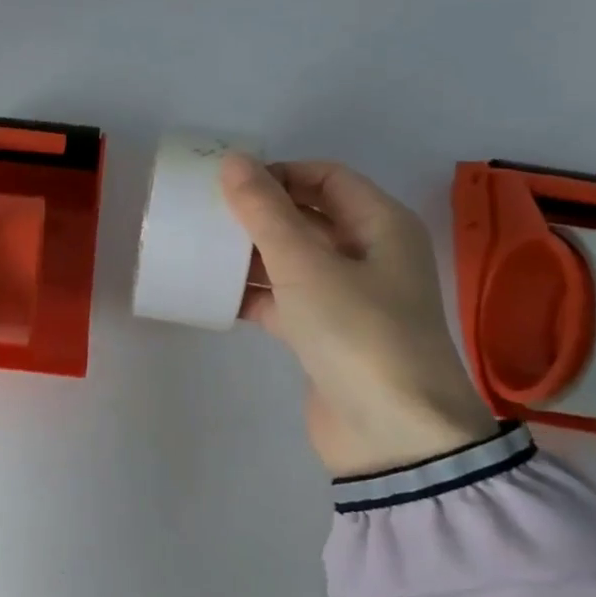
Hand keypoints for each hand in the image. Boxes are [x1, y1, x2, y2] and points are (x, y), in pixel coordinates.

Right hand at [220, 153, 496, 477]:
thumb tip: (233, 160)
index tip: (229, 183)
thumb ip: (265, 211)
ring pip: (293, 260)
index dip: (279, 173)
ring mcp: (348, 297)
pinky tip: (215, 295)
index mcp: (381, 225)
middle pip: (308, 217)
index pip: (326, 177)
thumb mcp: (306, 265)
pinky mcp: (326, 335)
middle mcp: (369, 255)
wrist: (392, 436)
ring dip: (252, 254)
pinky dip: (255, 295)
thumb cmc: (357, 332)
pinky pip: (285, 300)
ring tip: (202, 248)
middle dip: (260, 213)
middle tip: (208, 213)